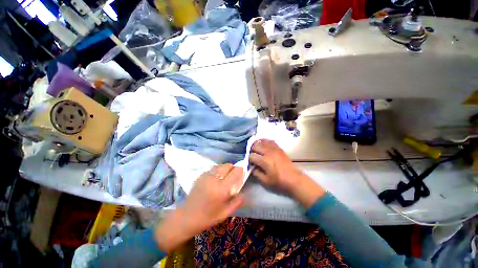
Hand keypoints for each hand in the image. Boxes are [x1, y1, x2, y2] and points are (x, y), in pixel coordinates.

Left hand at [155, 164, 243, 251]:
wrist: (186, 217)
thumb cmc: (207, 217)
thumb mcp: (225, 213)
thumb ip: (237, 202)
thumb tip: (244, 193)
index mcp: (222, 189)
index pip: (235, 172)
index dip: (241, 170)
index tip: (242, 173)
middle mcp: (214, 179)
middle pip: (228, 165)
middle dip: (233, 168)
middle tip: (233, 176)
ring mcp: (206, 176)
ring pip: (221, 165)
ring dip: (225, 168)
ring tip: (225, 176)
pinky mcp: (201, 175)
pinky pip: (213, 168)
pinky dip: (218, 170)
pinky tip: (216, 178)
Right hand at [249, 139, 324, 207]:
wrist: (293, 178)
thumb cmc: (279, 181)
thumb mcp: (265, 181)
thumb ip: (256, 173)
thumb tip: (251, 167)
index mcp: (264, 161)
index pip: (251, 156)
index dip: (249, 159)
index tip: (250, 162)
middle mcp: (268, 152)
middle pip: (255, 146)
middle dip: (251, 150)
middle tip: (252, 155)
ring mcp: (274, 148)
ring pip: (262, 141)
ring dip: (257, 144)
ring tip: (256, 148)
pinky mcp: (278, 148)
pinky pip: (269, 141)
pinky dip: (264, 141)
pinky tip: (262, 143)